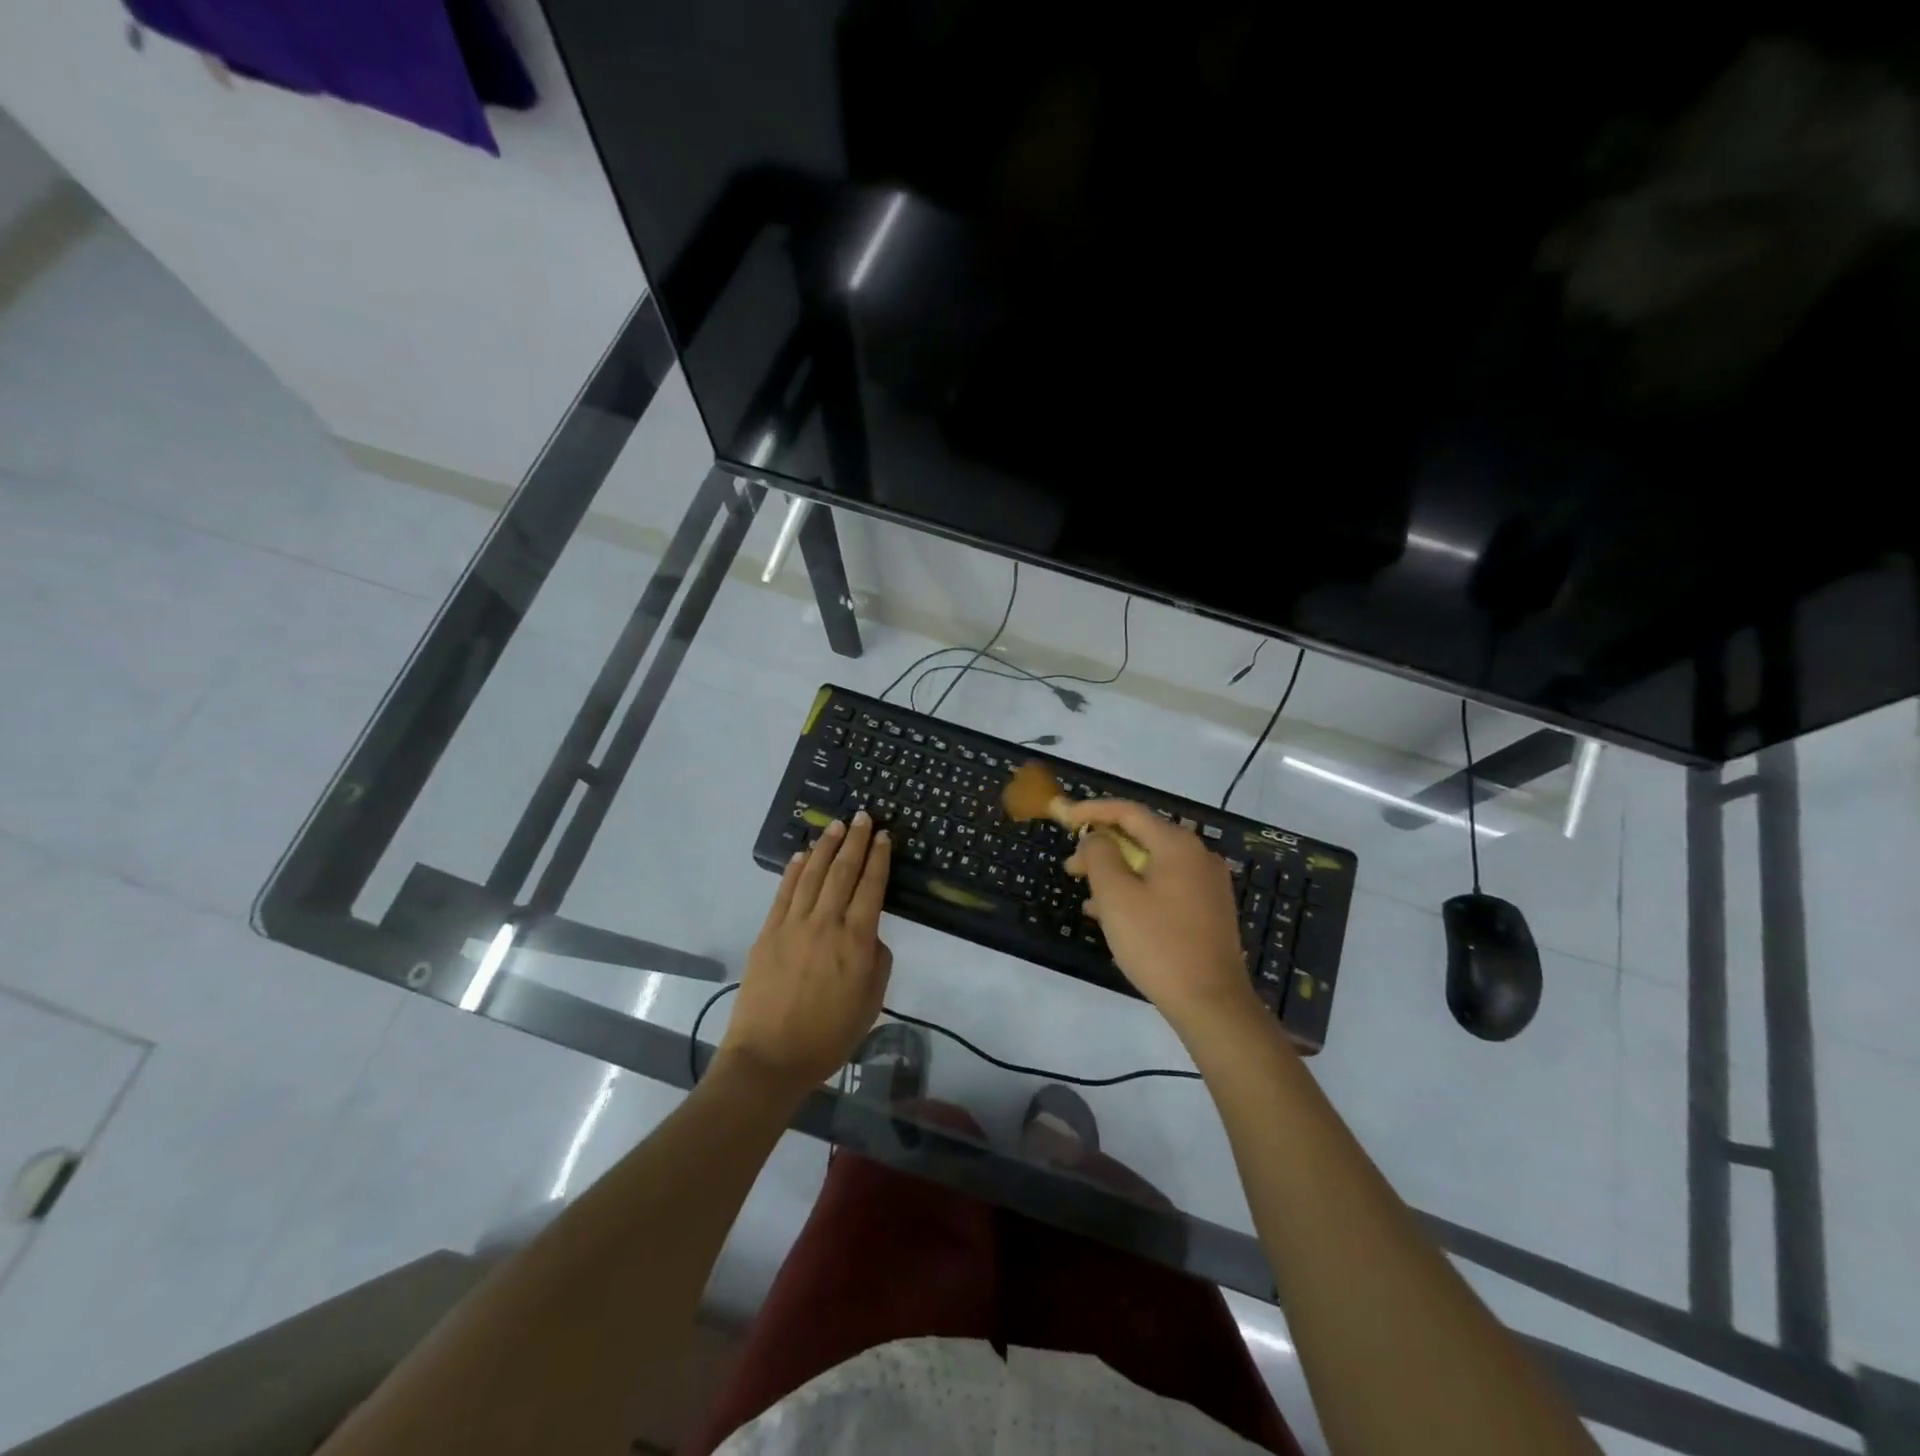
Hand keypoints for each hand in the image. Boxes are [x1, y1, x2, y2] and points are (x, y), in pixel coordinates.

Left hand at [720, 813, 893, 1094]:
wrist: (769, 1058)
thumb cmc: (828, 1037)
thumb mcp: (870, 1003)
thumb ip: (877, 961)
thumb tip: (869, 933)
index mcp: (856, 942)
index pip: (871, 887)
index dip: (878, 858)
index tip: (883, 835)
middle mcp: (826, 924)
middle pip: (842, 872)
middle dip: (854, 841)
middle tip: (862, 816)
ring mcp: (792, 926)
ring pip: (812, 875)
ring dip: (825, 847)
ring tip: (835, 826)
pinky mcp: (767, 933)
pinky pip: (783, 893)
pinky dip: (794, 870)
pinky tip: (802, 855)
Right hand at [1061, 799, 1258, 1033]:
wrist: (1212, 1003)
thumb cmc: (1158, 944)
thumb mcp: (1116, 896)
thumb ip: (1100, 855)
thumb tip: (1097, 837)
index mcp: (1177, 845)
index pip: (1128, 812)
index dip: (1091, 810)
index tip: (1063, 816)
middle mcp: (1198, 856)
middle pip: (1141, 838)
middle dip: (1102, 849)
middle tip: (1071, 868)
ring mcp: (1207, 884)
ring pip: (1152, 865)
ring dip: (1117, 874)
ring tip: (1087, 897)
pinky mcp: (1209, 911)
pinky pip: (1165, 887)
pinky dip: (1137, 892)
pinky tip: (1114, 916)